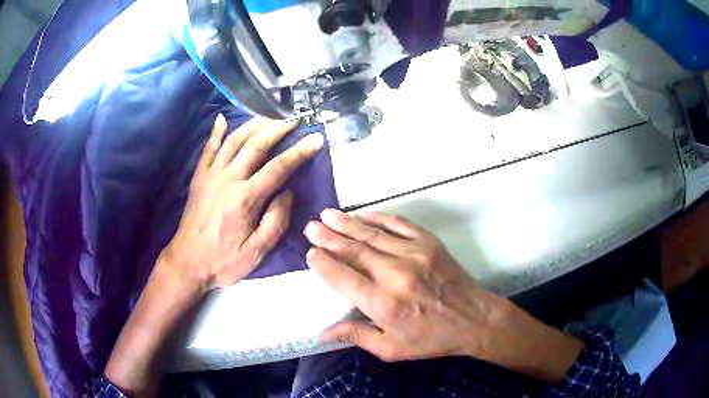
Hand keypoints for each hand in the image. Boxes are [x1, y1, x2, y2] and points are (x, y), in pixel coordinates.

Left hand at [162, 114, 323, 294]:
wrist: (187, 262)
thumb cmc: (223, 261)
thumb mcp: (257, 252)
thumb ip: (276, 221)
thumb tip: (287, 193)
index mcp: (246, 198)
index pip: (279, 167)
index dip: (300, 151)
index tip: (315, 139)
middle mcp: (228, 179)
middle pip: (257, 144)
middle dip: (279, 128)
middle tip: (294, 119)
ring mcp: (211, 174)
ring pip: (234, 140)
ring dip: (253, 124)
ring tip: (269, 115)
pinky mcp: (199, 177)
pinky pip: (208, 148)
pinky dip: (215, 131)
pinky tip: (222, 118)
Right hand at [304, 209, 500, 360]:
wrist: (474, 319)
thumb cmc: (431, 339)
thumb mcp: (391, 349)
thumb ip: (356, 336)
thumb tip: (322, 332)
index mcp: (383, 304)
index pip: (342, 277)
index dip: (323, 263)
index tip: (310, 253)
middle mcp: (394, 275)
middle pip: (353, 251)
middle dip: (328, 237)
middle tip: (310, 227)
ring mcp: (413, 254)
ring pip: (371, 234)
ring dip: (346, 223)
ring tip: (326, 214)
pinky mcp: (428, 243)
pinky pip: (398, 224)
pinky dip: (377, 217)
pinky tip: (362, 214)